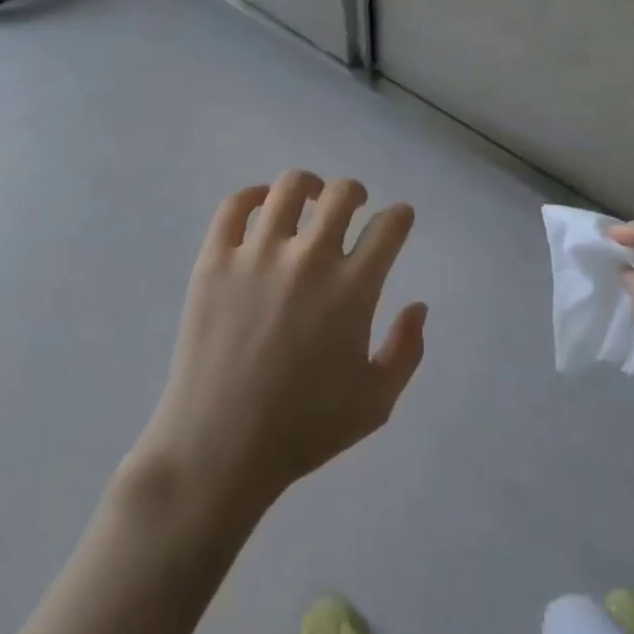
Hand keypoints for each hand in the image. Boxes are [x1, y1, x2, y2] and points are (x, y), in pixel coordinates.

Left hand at [134, 170, 427, 514]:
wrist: (220, 447)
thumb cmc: (304, 429)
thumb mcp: (376, 402)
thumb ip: (407, 350)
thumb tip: (419, 306)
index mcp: (352, 289)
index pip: (389, 227)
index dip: (400, 216)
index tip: (399, 219)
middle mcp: (309, 259)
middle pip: (342, 193)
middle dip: (357, 192)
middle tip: (354, 206)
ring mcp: (257, 254)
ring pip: (289, 188)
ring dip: (310, 186)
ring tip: (310, 198)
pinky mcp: (214, 259)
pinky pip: (235, 206)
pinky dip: (253, 195)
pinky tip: (263, 205)